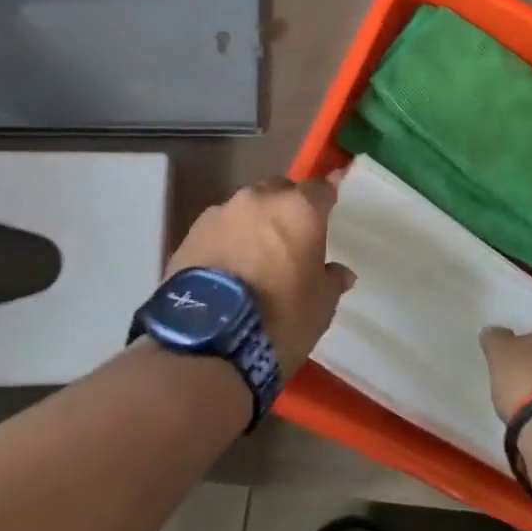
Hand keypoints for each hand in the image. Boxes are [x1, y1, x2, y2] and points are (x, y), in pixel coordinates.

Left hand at [167, 175, 354, 375]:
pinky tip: (227, 265)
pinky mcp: (191, 233)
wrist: (208, 342)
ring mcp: (221, 213)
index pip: (320, 188)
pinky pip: (218, 228)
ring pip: (246, 207)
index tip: (331, 201)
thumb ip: (331, 280)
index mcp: (298, 209)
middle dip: (287, 206)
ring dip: (254, 222)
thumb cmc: (280, 318)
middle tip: (291, 235)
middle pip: (279, 190)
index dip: (326, 196)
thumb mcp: (321, 305)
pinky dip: (227, 239)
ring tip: (255, 254)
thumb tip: (340, 273)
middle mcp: (259, 199)